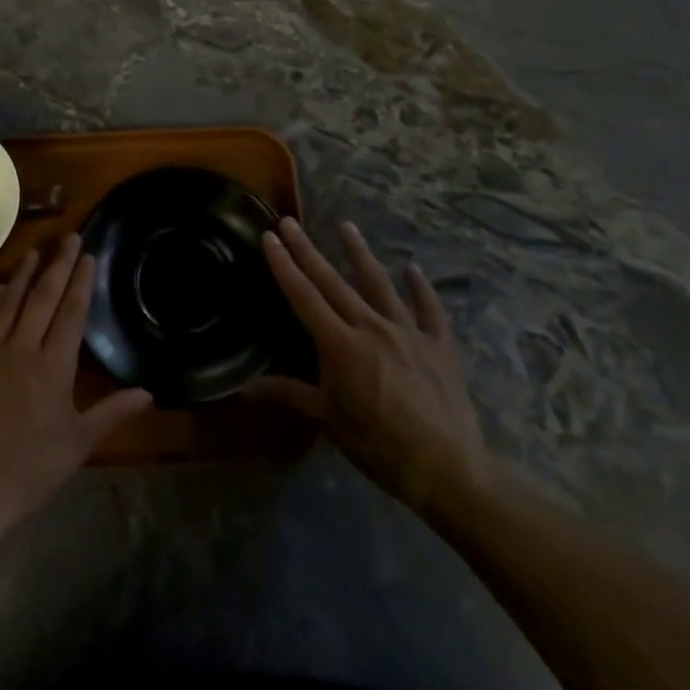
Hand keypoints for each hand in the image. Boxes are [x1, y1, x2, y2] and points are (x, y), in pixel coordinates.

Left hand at [0, 234, 152, 536]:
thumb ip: (113, 412)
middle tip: (68, 238)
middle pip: (41, 300)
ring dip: (20, 278)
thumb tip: (148, 393)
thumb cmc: (33, 469)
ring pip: (6, 308)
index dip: (80, 282)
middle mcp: (21, 352)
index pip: (71, 314)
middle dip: (57, 266)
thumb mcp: (81, 443)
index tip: (88, 255)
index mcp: (53, 367)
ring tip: (32, 252)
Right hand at [254, 218, 489, 513]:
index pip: (303, 296)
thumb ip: (288, 394)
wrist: (447, 467)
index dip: (284, 265)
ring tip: (346, 226)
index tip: (269, 237)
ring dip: (360, 253)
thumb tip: (242, 389)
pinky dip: (421, 288)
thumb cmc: (378, 445)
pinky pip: (429, 308)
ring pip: (379, 283)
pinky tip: (413, 270)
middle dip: (308, 250)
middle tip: (290, 222)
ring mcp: (408, 331)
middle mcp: (371, 326)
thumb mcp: (328, 419)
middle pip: (333, 281)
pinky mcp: (439, 344)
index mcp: (339, 344)